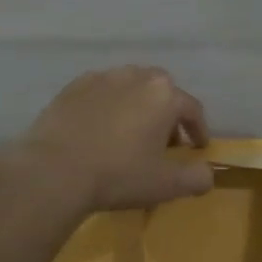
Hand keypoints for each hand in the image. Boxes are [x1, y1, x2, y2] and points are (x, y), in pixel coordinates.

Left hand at [8, 66, 212, 211]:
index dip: (198, 130)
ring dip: (137, 105)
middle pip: (161, 91)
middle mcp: (136, 76)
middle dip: (167, 113)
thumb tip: (207, 174)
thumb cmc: (118, 175)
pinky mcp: (72, 87)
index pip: (192, 109)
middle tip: (163, 141)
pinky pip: (100, 92)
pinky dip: (107, 105)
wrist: (54, 171)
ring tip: (129, 132)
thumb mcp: (166, 185)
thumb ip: (196, 178)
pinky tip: (99, 128)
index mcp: (164, 95)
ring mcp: (102, 78)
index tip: (196, 148)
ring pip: (130, 87)